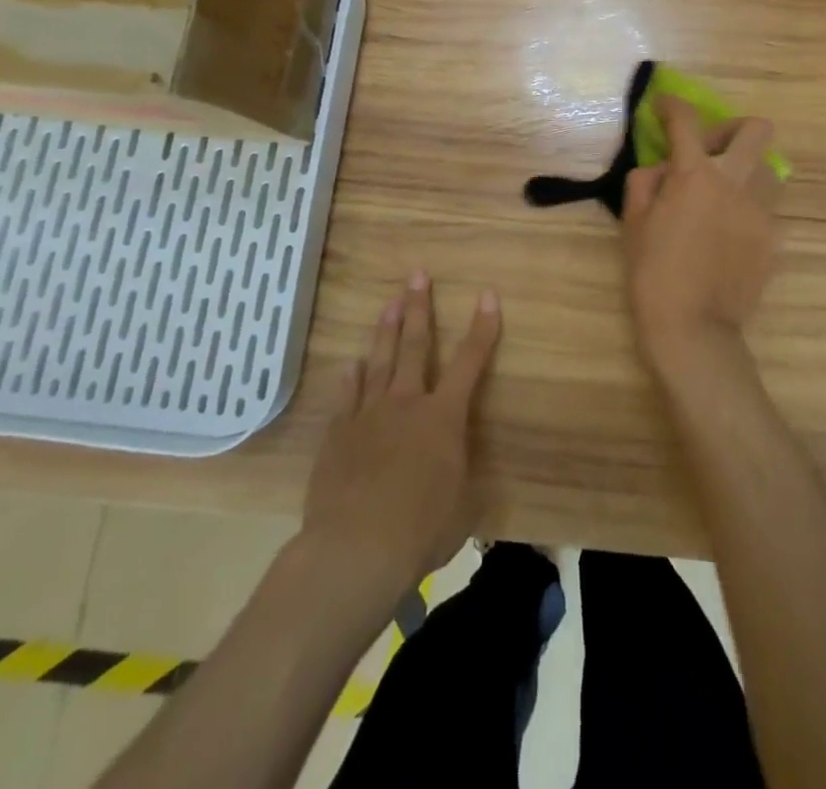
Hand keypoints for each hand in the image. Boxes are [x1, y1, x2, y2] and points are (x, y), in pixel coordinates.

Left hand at [304, 274, 501, 591]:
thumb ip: (463, 479)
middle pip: (414, 345)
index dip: (482, 328)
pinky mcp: (338, 436)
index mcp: (444, 416)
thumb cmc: (421, 529)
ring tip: (389, 302)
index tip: (487, 295)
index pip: (470, 362)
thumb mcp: (463, 507)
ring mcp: (368, 416)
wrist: (355, 549)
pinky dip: (351, 378)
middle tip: (417, 275)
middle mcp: (406, 403)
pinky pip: (347, 397)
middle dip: (419, 307)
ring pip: (378, 362)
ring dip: (385, 330)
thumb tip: (465, 472)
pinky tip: (351, 363)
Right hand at [622, 95, 780, 372]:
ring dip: (745, 169)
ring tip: (723, 193)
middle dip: (732, 129)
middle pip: (756, 129)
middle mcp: (735, 182)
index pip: (686, 120)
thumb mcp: (633, 223)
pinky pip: (766, 208)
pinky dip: (747, 208)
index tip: (664, 107)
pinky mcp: (774, 237)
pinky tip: (728, 232)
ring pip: (768, 168)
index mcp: (695, 174)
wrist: (694, 328)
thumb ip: (646, 182)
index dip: (672, 106)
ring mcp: (761, 210)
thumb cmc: (653, 273)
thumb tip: (662, 169)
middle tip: (711, 150)